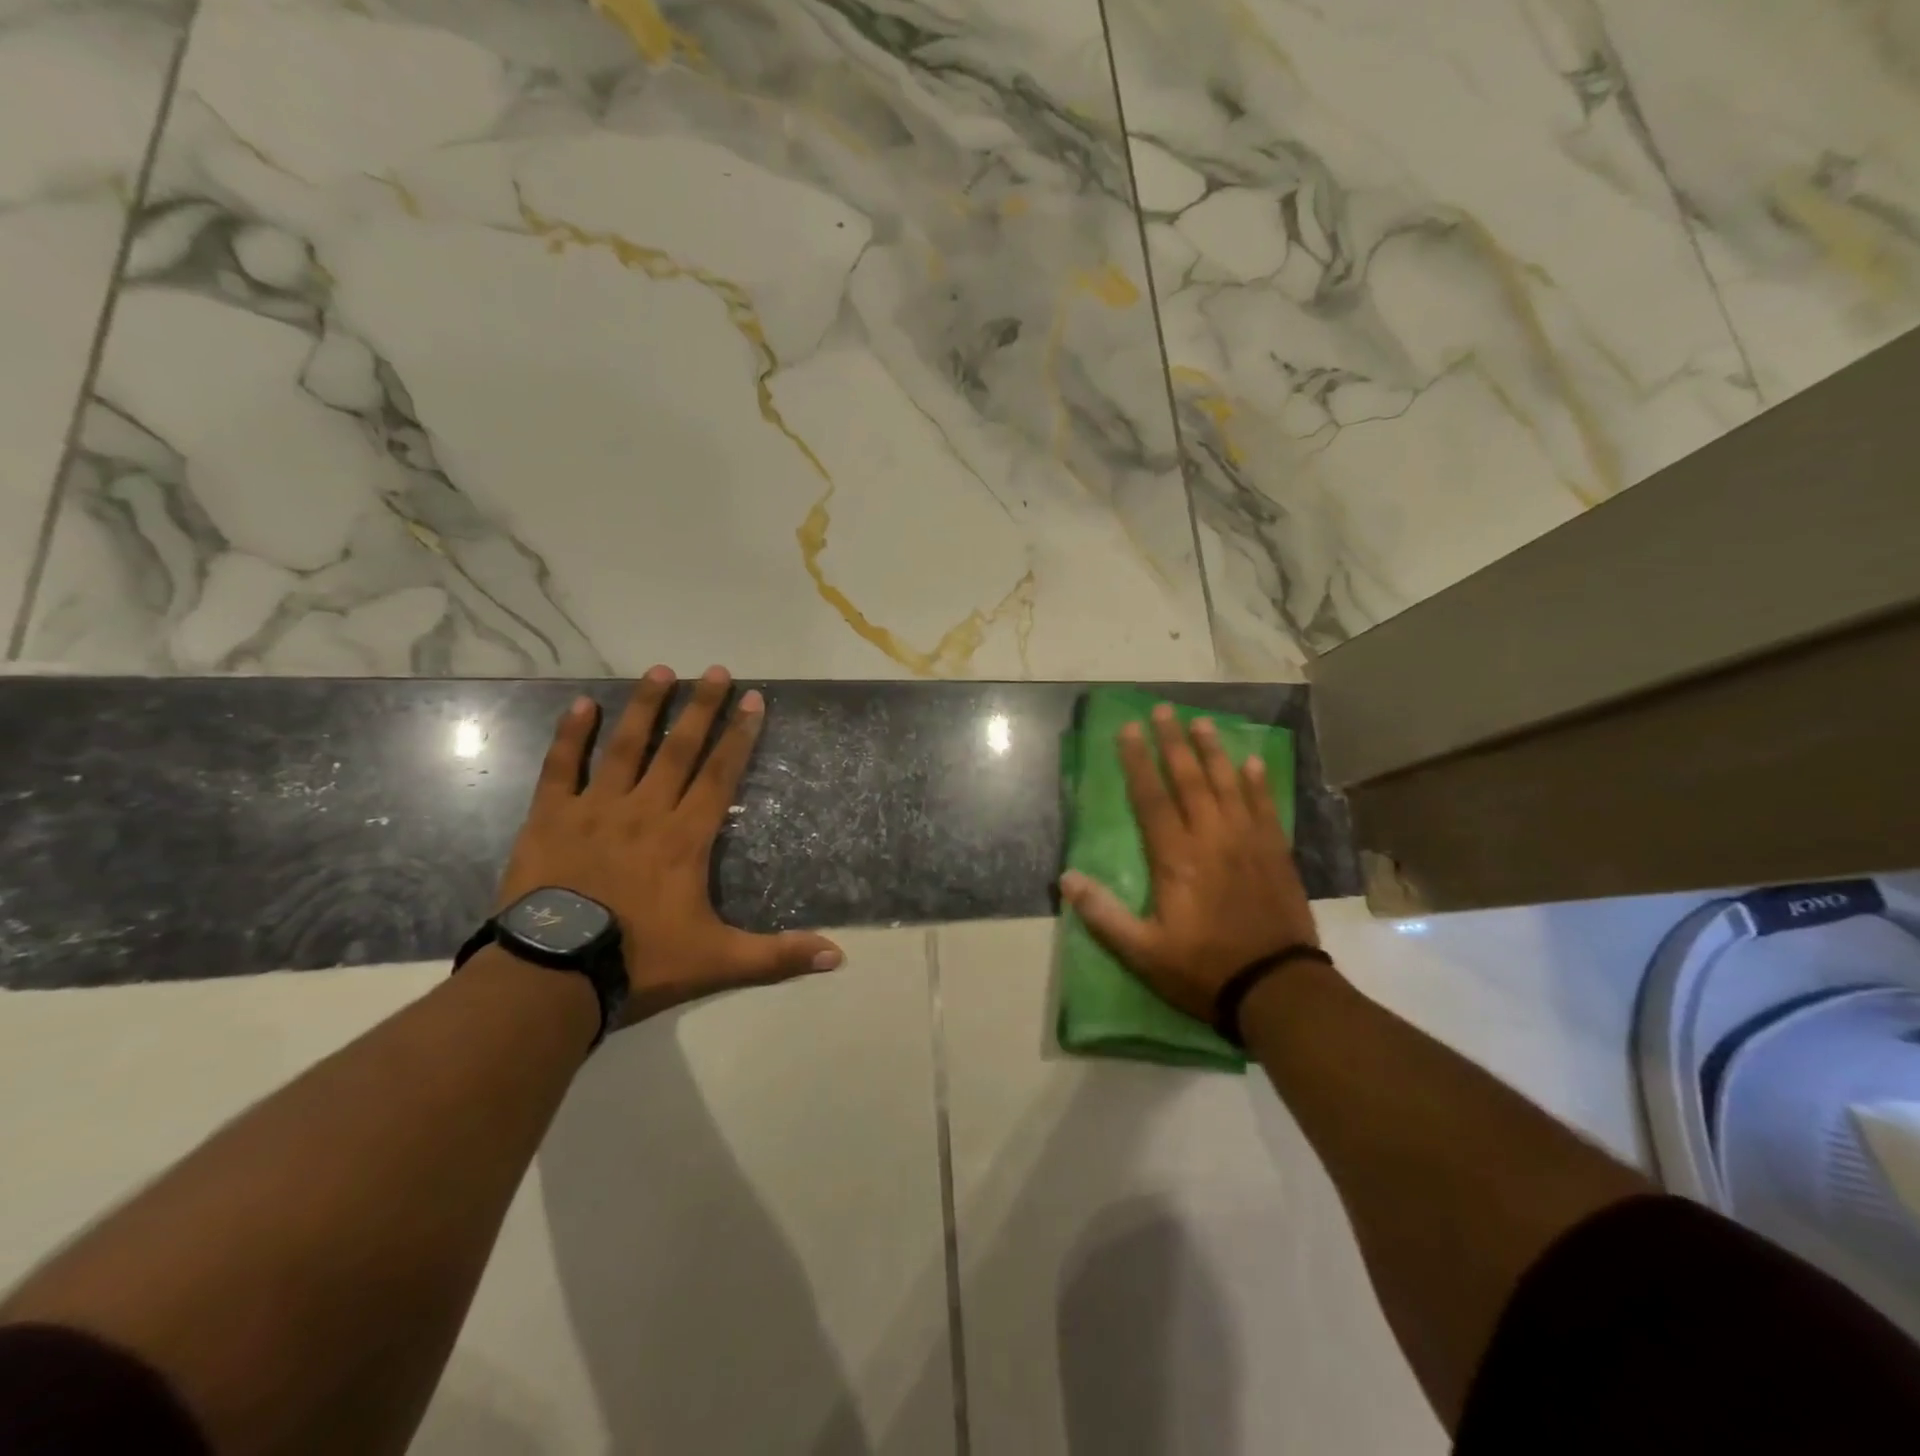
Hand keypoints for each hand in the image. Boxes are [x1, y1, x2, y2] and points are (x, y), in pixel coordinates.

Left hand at [496, 665, 842, 1025]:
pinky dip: (571, 735)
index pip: (719, 774)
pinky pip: (561, 768)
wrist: (553, 976)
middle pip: (678, 749)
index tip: (753, 700)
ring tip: (661, 671)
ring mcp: (595, 809)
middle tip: (716, 670)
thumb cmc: (640, 961)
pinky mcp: (550, 819)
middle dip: (701, 708)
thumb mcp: (718, 961)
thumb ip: (777, 956)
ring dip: (645, 708)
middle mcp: (645, 810)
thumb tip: (838, 956)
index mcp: (685, 837)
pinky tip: (582, 703)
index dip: (739, 736)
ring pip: (624, 747)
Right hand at [1059, 705, 1319, 1023]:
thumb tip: (1066, 879)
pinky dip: (1258, 783)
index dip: (1138, 762)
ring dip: (1214, 752)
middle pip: (1189, 780)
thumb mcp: (1143, 952)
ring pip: (1228, 785)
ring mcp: (1248, 842)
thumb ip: (1103, 915)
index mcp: (1176, 858)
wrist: (1276, 987)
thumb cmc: (1203, 969)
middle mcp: (1212, 838)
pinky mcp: (1276, 853)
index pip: (1151, 798)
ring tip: (1203, 722)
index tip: (1130, 729)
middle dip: (1174, 742)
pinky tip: (1253, 763)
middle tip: (1165, 709)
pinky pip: (1266, 807)